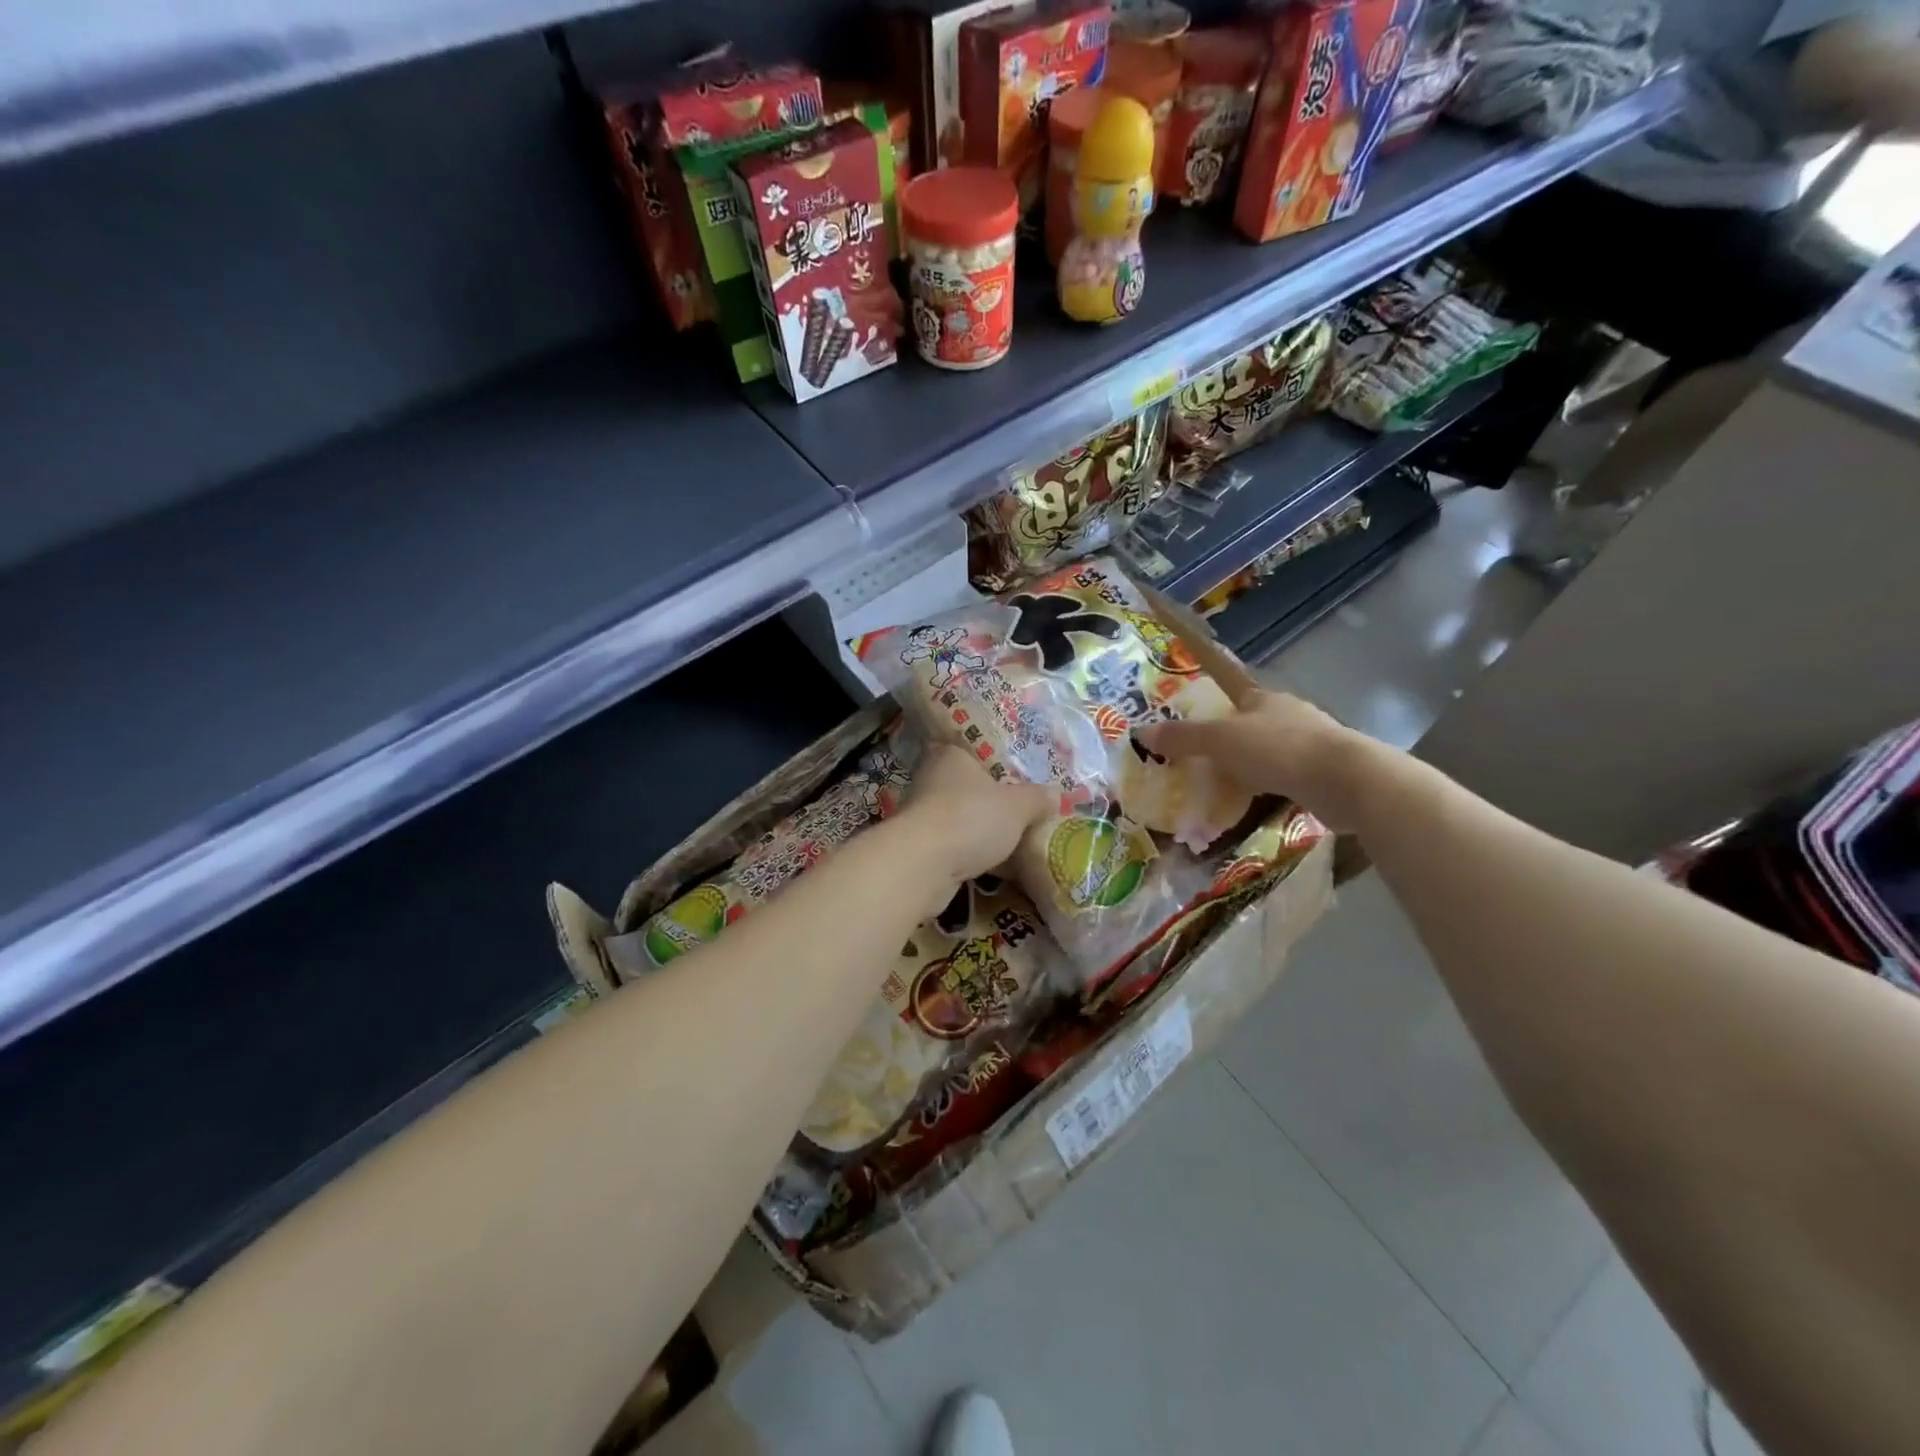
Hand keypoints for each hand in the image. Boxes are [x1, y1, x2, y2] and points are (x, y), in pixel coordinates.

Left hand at [896, 744, 1053, 884]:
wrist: (923, 865)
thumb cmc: (971, 818)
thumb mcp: (1018, 806)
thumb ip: (1037, 798)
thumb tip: (1055, 794)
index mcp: (952, 755)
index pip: (977, 750)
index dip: (1001, 764)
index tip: (1023, 779)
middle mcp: (933, 779)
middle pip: (972, 788)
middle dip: (996, 803)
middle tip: (1029, 813)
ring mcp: (924, 815)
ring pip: (965, 820)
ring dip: (986, 832)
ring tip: (1019, 843)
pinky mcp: (923, 848)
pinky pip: (958, 848)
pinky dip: (976, 856)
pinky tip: (1001, 868)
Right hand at [1136, 689, 1376, 831]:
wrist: (1346, 781)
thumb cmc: (1278, 749)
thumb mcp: (1220, 740)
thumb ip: (1182, 737)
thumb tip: (1140, 732)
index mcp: (1265, 698)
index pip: (1234, 694)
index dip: (1214, 707)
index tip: (1195, 726)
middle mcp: (1289, 715)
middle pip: (1252, 724)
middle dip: (1230, 741)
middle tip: (1201, 762)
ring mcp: (1310, 745)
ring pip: (1270, 752)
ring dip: (1251, 767)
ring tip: (1224, 786)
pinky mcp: (1323, 774)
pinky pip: (1286, 777)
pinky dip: (1270, 787)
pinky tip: (1256, 804)